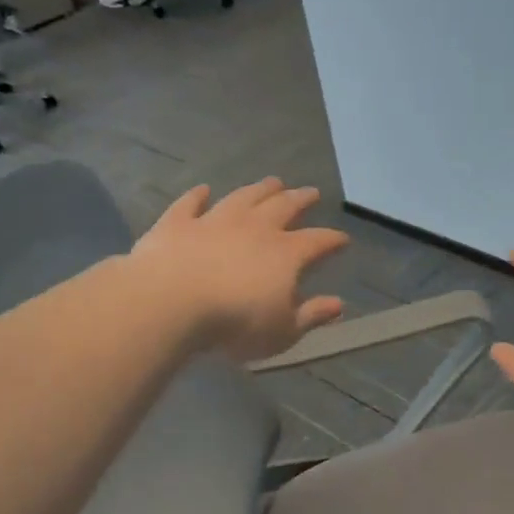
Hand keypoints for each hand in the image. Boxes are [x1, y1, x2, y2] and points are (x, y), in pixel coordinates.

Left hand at [131, 179, 347, 360]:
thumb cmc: (234, 324)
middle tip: (311, 191)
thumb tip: (338, 304)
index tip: (343, 239)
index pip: (318, 241)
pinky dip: (198, 195)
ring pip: (243, 197)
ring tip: (273, 181)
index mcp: (286, 253)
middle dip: (300, 199)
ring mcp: (215, 221)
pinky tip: (203, 189)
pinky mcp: (177, 224)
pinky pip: (190, 203)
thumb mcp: (282, 332)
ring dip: (260, 189)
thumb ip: (311, 315)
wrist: (170, 303)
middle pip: (283, 207)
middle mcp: (255, 228)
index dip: (333, 240)